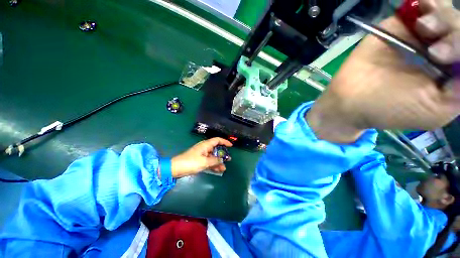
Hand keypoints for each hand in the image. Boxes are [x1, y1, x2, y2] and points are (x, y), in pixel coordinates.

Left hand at [170, 138, 232, 177]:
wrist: (176, 169)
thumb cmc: (191, 162)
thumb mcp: (205, 162)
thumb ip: (215, 161)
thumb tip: (222, 160)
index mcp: (205, 145)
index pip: (217, 140)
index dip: (224, 142)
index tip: (231, 146)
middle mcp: (204, 148)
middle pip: (216, 149)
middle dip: (222, 154)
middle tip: (229, 159)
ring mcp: (202, 155)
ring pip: (213, 156)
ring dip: (218, 162)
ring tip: (224, 168)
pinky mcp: (199, 161)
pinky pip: (209, 161)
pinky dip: (213, 165)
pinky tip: (218, 170)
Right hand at [307, 0, 459, 142]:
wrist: (348, 99)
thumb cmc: (389, 109)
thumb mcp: (435, 110)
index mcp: (453, 75)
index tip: (444, 58)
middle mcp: (442, 52)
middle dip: (455, 34)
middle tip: (435, 52)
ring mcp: (422, 37)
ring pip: (445, 14)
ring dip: (440, 16)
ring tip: (423, 28)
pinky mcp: (402, 27)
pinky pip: (422, 6)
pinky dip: (427, 3)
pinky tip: (424, 5)